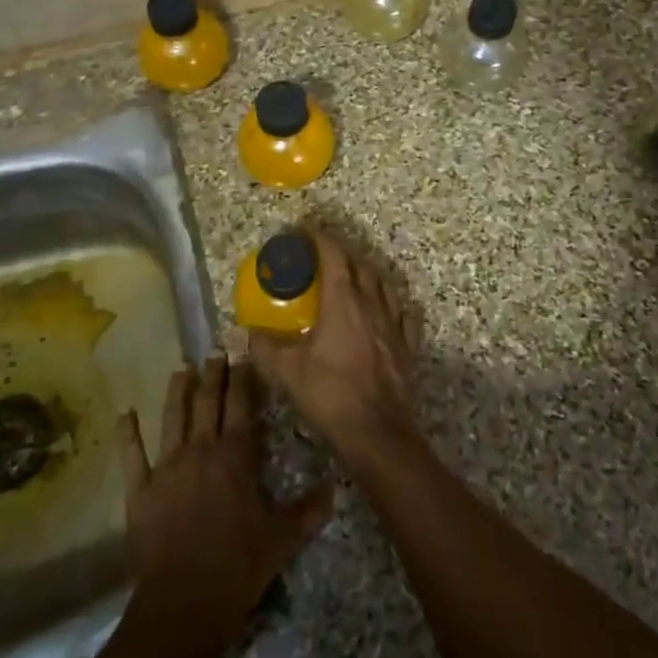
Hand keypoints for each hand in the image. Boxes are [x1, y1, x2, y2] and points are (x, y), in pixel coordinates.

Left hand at [115, 356, 332, 657]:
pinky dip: (128, 434)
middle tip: (214, 353)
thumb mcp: (282, 539)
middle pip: (205, 402)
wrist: (183, 604)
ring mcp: (166, 468)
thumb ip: (307, 511)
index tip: (242, 356)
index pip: (239, 405)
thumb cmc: (237, 567)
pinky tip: (125, 414)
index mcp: (234, 455)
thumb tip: (334, 488)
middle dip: (211, 375)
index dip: (241, 378)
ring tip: (181, 370)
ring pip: (172, 418)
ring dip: (177, 392)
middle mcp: (200, 450)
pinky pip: (132, 456)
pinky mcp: (140, 491)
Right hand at [249, 225, 420, 458]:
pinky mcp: (407, 346)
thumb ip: (265, 348)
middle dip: (341, 252)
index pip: (333, 255)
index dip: (320, 237)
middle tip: (324, 252)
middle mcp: (371, 304)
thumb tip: (250, 334)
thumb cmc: (330, 394)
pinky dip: (393, 304)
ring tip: (354, 275)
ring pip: (383, 285)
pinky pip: (403, 314)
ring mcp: (393, 324)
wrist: (376, 431)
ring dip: (367, 273)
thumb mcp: (287, 372)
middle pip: (360, 265)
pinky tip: (389, 309)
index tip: (306, 227)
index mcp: (343, 301)